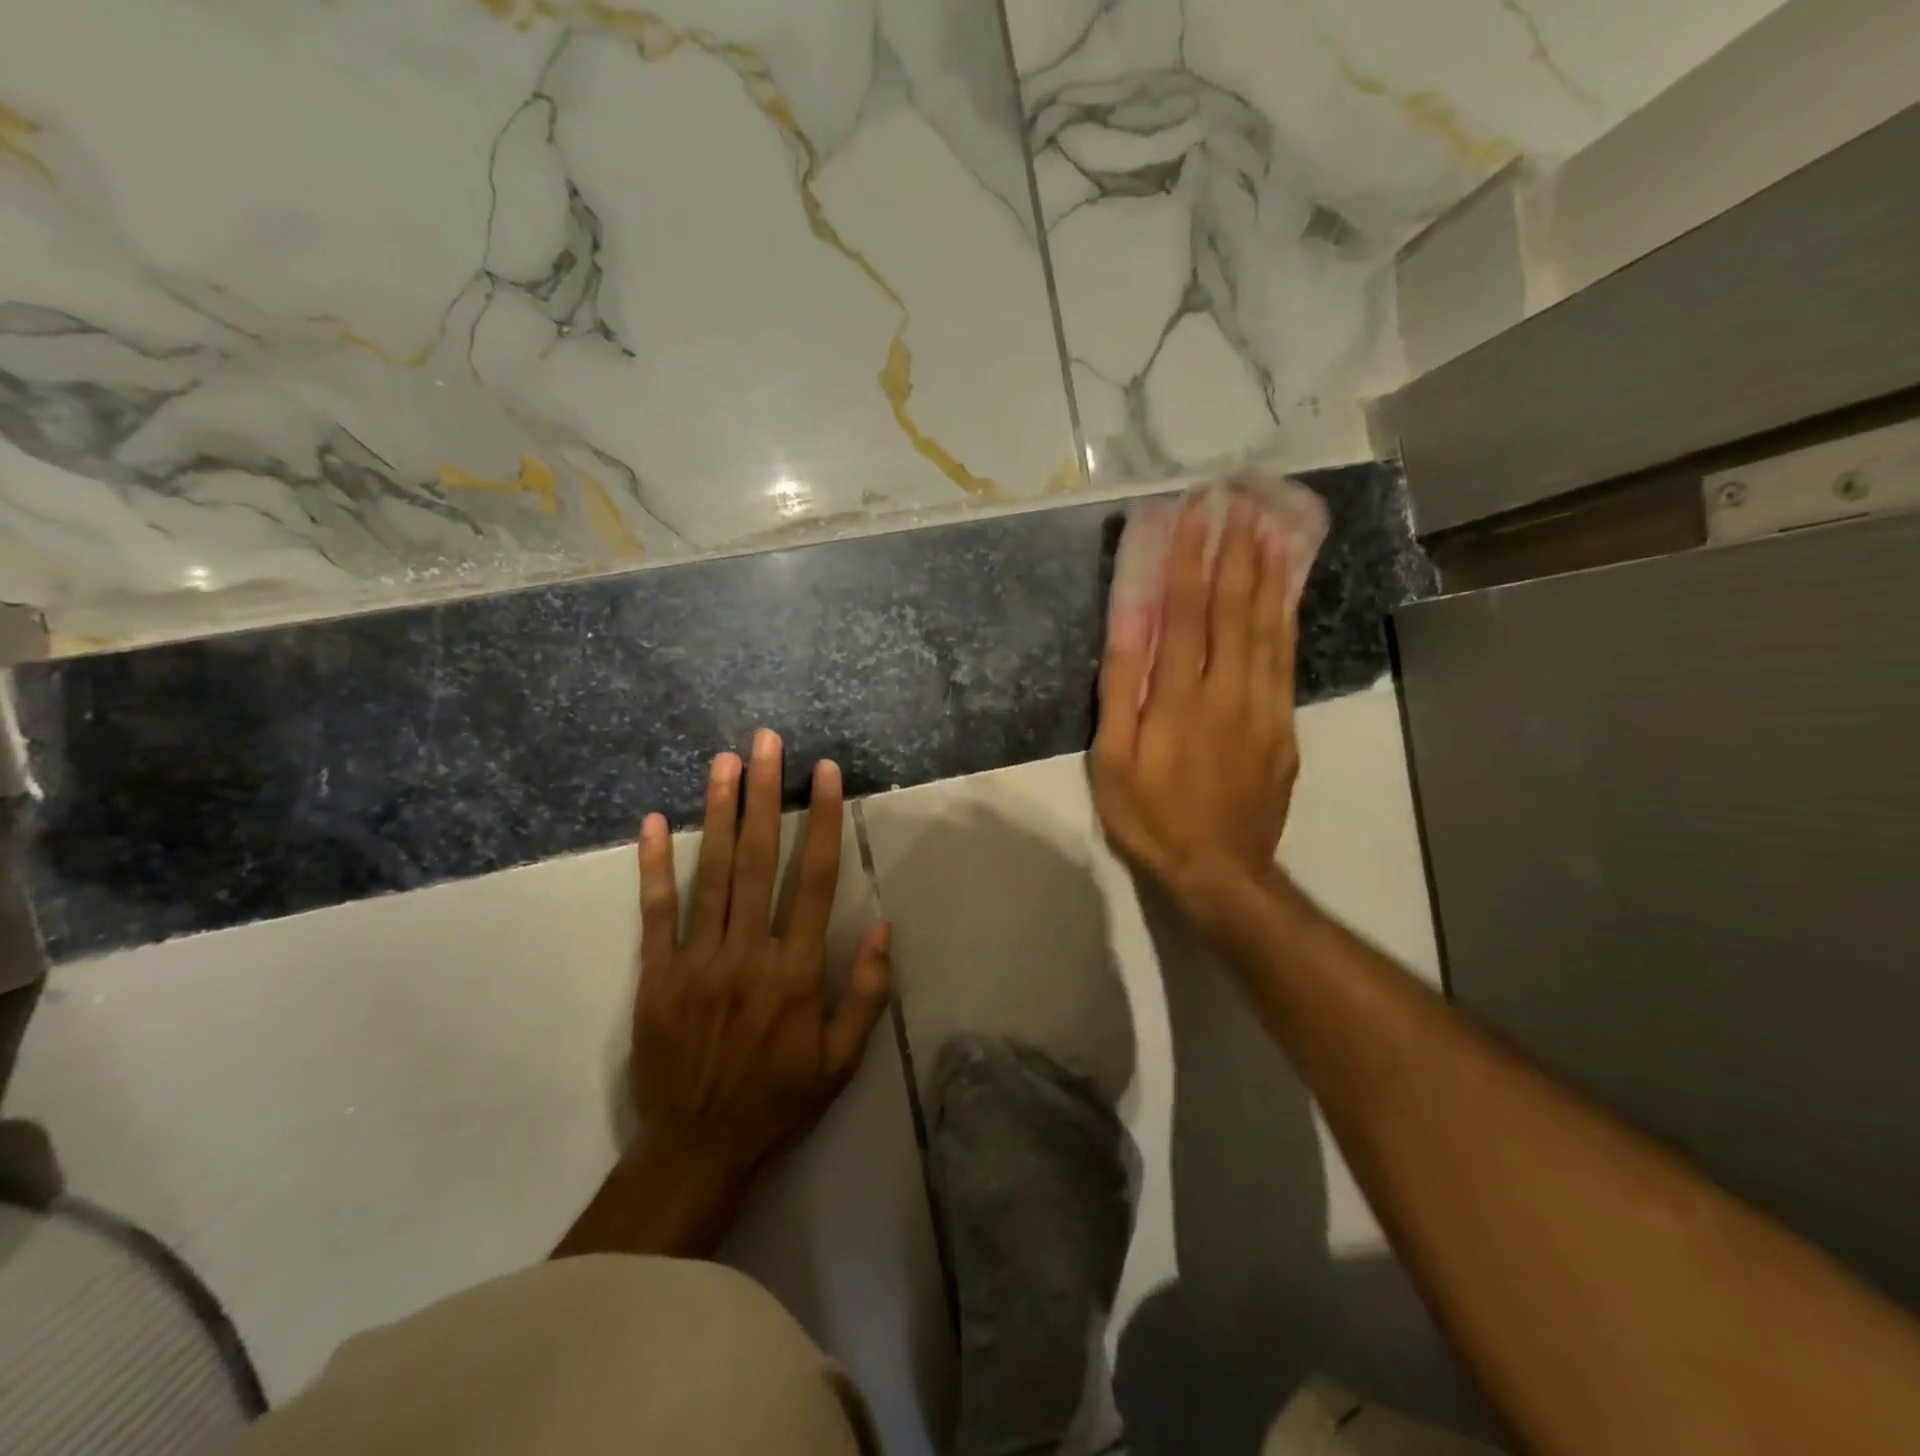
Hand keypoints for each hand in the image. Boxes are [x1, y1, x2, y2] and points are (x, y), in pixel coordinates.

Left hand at [555, 732, 891, 1260]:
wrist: (695, 1149)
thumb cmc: (779, 1100)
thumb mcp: (842, 1061)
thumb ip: (866, 992)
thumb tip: (883, 926)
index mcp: (795, 972)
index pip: (815, 880)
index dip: (822, 821)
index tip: (825, 774)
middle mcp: (747, 954)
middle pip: (758, 860)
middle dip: (765, 796)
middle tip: (767, 743)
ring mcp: (696, 961)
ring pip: (710, 874)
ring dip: (718, 813)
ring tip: (724, 762)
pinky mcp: (656, 975)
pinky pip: (655, 912)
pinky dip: (653, 866)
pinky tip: (651, 823)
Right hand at [1091, 494, 1300, 919]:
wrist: (1221, 870)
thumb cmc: (1152, 817)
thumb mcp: (1114, 761)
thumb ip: (1121, 691)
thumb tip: (1128, 627)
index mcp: (1181, 697)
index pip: (1187, 612)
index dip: (1192, 558)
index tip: (1198, 511)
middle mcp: (1229, 690)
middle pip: (1236, 608)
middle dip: (1238, 550)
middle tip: (1243, 500)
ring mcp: (1264, 706)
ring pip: (1270, 627)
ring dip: (1270, 573)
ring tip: (1273, 526)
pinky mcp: (1284, 725)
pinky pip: (1286, 659)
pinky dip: (1286, 618)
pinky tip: (1287, 592)